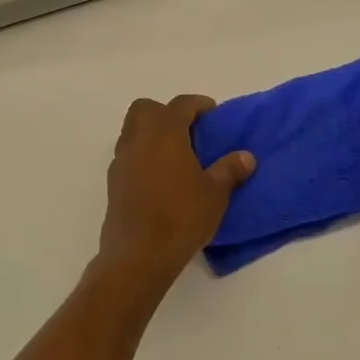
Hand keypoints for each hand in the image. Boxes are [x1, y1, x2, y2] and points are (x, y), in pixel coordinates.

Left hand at [97, 95, 254, 298]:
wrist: (138, 255)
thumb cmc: (181, 217)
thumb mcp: (215, 194)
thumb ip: (230, 170)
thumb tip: (246, 157)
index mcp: (165, 133)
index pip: (180, 105)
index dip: (197, 104)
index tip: (211, 113)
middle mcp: (138, 139)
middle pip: (146, 109)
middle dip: (166, 112)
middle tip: (188, 131)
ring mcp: (121, 160)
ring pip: (132, 130)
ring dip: (151, 133)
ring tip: (175, 155)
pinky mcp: (113, 182)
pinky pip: (127, 155)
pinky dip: (142, 155)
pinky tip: (159, 177)